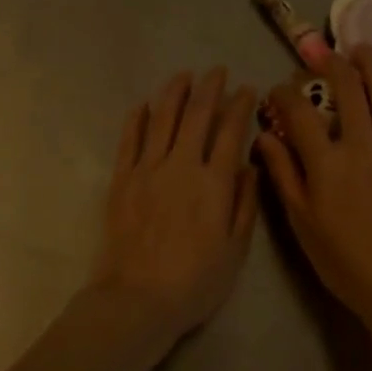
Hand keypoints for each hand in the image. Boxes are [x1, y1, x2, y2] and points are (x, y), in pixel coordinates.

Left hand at [91, 67, 259, 344]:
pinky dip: (137, 118)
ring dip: (174, 92)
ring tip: (184, 75)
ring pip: (162, 118)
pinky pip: (129, 140)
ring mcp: (148, 169)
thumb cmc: (195, 281)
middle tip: (217, 71)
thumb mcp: (235, 249)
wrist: (138, 299)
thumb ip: (244, 203)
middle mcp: (181, 165)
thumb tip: (249, 164)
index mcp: (214, 182)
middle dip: (210, 88)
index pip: (230, 131)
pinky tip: (143, 104)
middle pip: (197, 115)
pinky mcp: (122, 179)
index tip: (246, 89)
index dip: (239, 105)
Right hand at [255, 45, 371, 336]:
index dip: (284, 95)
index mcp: (325, 162)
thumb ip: (283, 174)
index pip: (299, 113)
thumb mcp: (302, 221)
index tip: (277, 90)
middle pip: (346, 91)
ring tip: (364, 48)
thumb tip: (263, 136)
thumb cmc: (343, 259)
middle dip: (333, 65)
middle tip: (325, 54)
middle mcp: (359, 145)